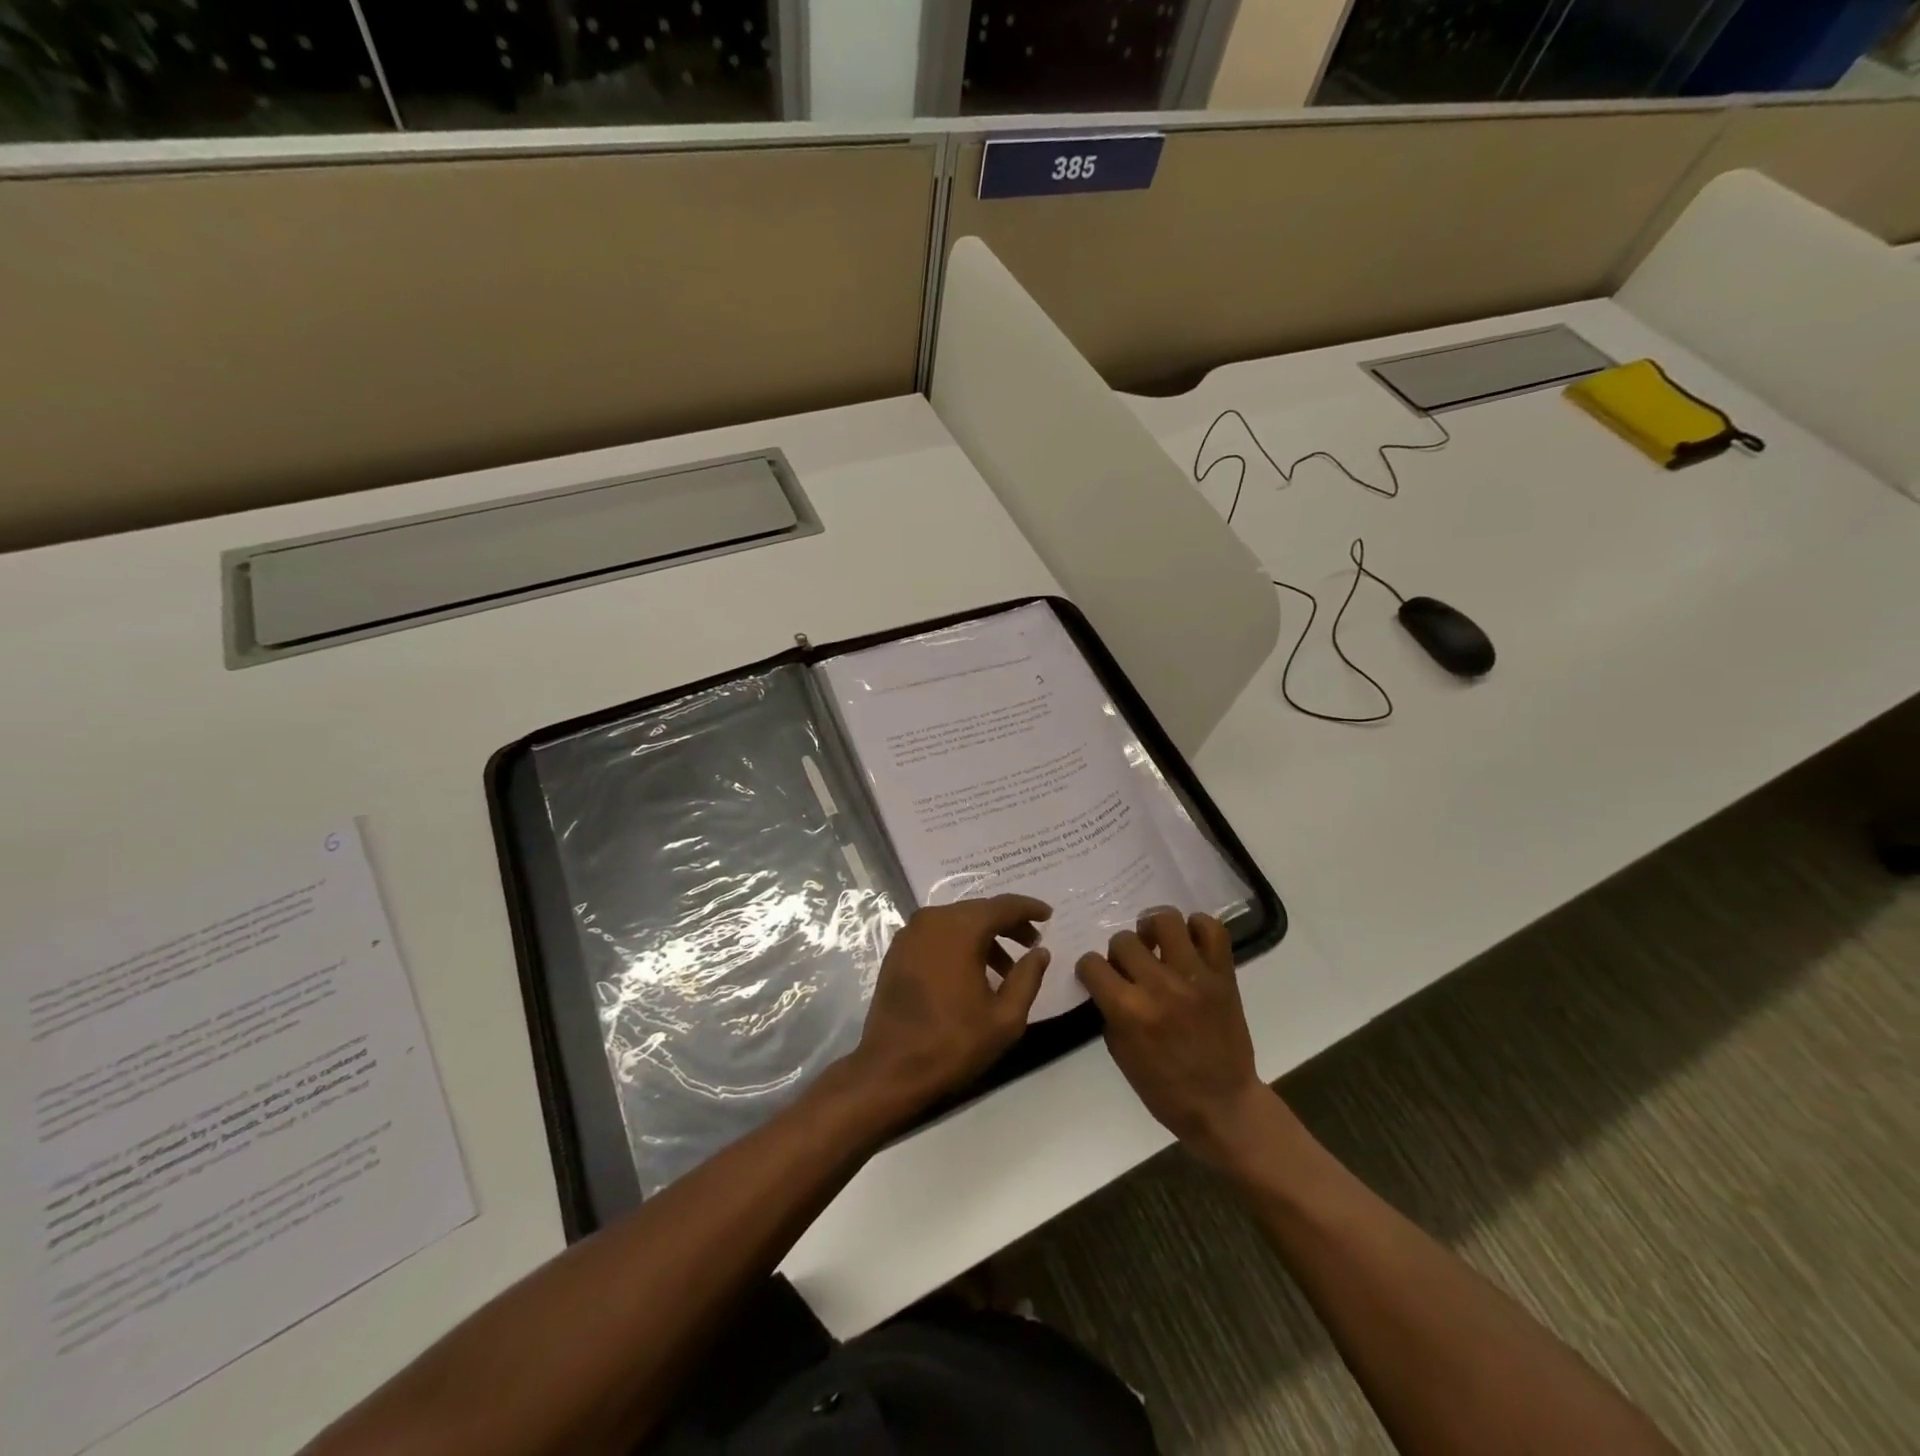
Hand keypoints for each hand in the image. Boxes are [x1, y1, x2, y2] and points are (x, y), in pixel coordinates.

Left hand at [844, 895, 1051, 1114]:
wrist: (891, 1069)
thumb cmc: (953, 1043)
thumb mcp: (1005, 1017)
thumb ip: (1027, 978)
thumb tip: (1040, 952)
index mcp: (960, 928)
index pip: (1002, 906)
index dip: (1028, 909)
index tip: (1048, 914)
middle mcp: (932, 920)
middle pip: (979, 911)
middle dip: (1008, 924)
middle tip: (1032, 943)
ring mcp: (910, 934)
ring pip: (957, 923)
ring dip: (984, 937)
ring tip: (1007, 969)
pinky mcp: (898, 951)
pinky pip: (937, 935)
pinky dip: (960, 944)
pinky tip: (974, 972)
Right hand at [1076, 909, 1273, 1162]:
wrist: (1223, 1106)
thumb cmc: (1164, 1089)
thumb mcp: (1120, 1053)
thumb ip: (1110, 1009)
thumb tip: (1107, 981)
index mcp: (1129, 1010)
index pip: (1091, 964)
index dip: (1090, 970)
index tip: (1098, 978)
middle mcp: (1159, 986)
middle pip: (1124, 940)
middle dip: (1120, 954)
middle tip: (1131, 968)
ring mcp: (1194, 976)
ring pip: (1165, 920)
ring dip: (1153, 929)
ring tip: (1157, 944)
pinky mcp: (1223, 975)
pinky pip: (1212, 929)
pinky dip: (1197, 928)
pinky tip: (1188, 943)